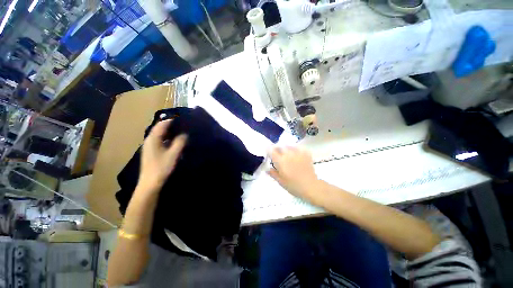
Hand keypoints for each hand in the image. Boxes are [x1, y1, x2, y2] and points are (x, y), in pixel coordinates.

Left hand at [137, 120, 186, 192]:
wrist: (150, 183)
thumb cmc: (161, 167)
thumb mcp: (173, 154)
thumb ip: (180, 142)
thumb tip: (185, 134)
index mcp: (153, 139)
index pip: (162, 124)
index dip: (172, 120)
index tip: (182, 118)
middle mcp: (149, 140)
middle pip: (160, 128)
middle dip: (171, 125)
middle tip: (183, 124)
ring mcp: (149, 146)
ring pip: (160, 134)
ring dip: (169, 131)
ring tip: (181, 131)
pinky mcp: (152, 151)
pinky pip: (160, 140)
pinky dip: (167, 138)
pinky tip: (174, 141)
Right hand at [268, 146, 321, 204]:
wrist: (311, 187)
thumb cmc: (294, 185)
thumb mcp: (281, 181)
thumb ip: (273, 174)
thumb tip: (267, 169)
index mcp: (280, 161)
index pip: (271, 150)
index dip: (268, 150)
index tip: (268, 152)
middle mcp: (288, 154)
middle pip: (280, 146)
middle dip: (277, 148)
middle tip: (277, 153)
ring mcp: (298, 153)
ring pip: (289, 145)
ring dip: (286, 148)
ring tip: (287, 153)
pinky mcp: (305, 153)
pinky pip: (298, 147)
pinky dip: (295, 149)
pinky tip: (296, 154)